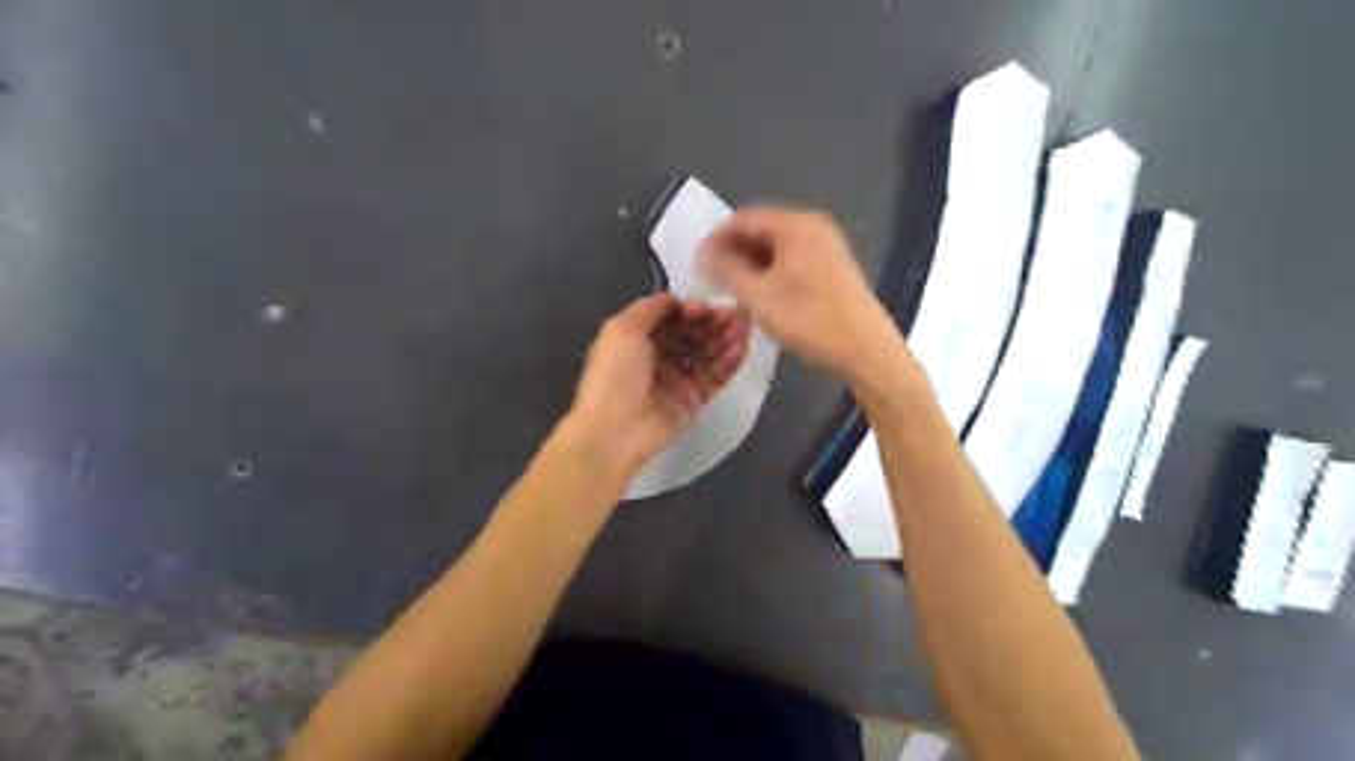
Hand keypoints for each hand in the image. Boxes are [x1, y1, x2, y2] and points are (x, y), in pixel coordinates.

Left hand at [565, 291, 746, 468]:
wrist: (615, 429)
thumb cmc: (615, 374)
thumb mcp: (623, 328)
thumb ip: (651, 308)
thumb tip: (678, 300)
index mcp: (638, 338)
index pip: (671, 317)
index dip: (689, 309)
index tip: (705, 307)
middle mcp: (659, 355)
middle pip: (692, 332)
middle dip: (713, 321)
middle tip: (736, 313)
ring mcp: (678, 378)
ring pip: (707, 352)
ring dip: (725, 337)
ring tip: (745, 325)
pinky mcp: (694, 399)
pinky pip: (715, 376)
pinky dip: (729, 361)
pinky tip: (742, 347)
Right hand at [697, 205, 897, 381]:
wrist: (865, 348)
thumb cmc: (808, 319)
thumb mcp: (757, 295)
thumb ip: (726, 269)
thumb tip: (704, 254)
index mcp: (795, 225)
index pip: (743, 218)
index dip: (716, 238)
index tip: (697, 262)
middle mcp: (813, 227)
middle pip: (762, 230)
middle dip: (734, 253)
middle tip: (713, 279)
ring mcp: (827, 246)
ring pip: (777, 248)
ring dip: (751, 265)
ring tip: (733, 292)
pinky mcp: (833, 267)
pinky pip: (793, 261)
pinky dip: (771, 273)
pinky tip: (761, 297)